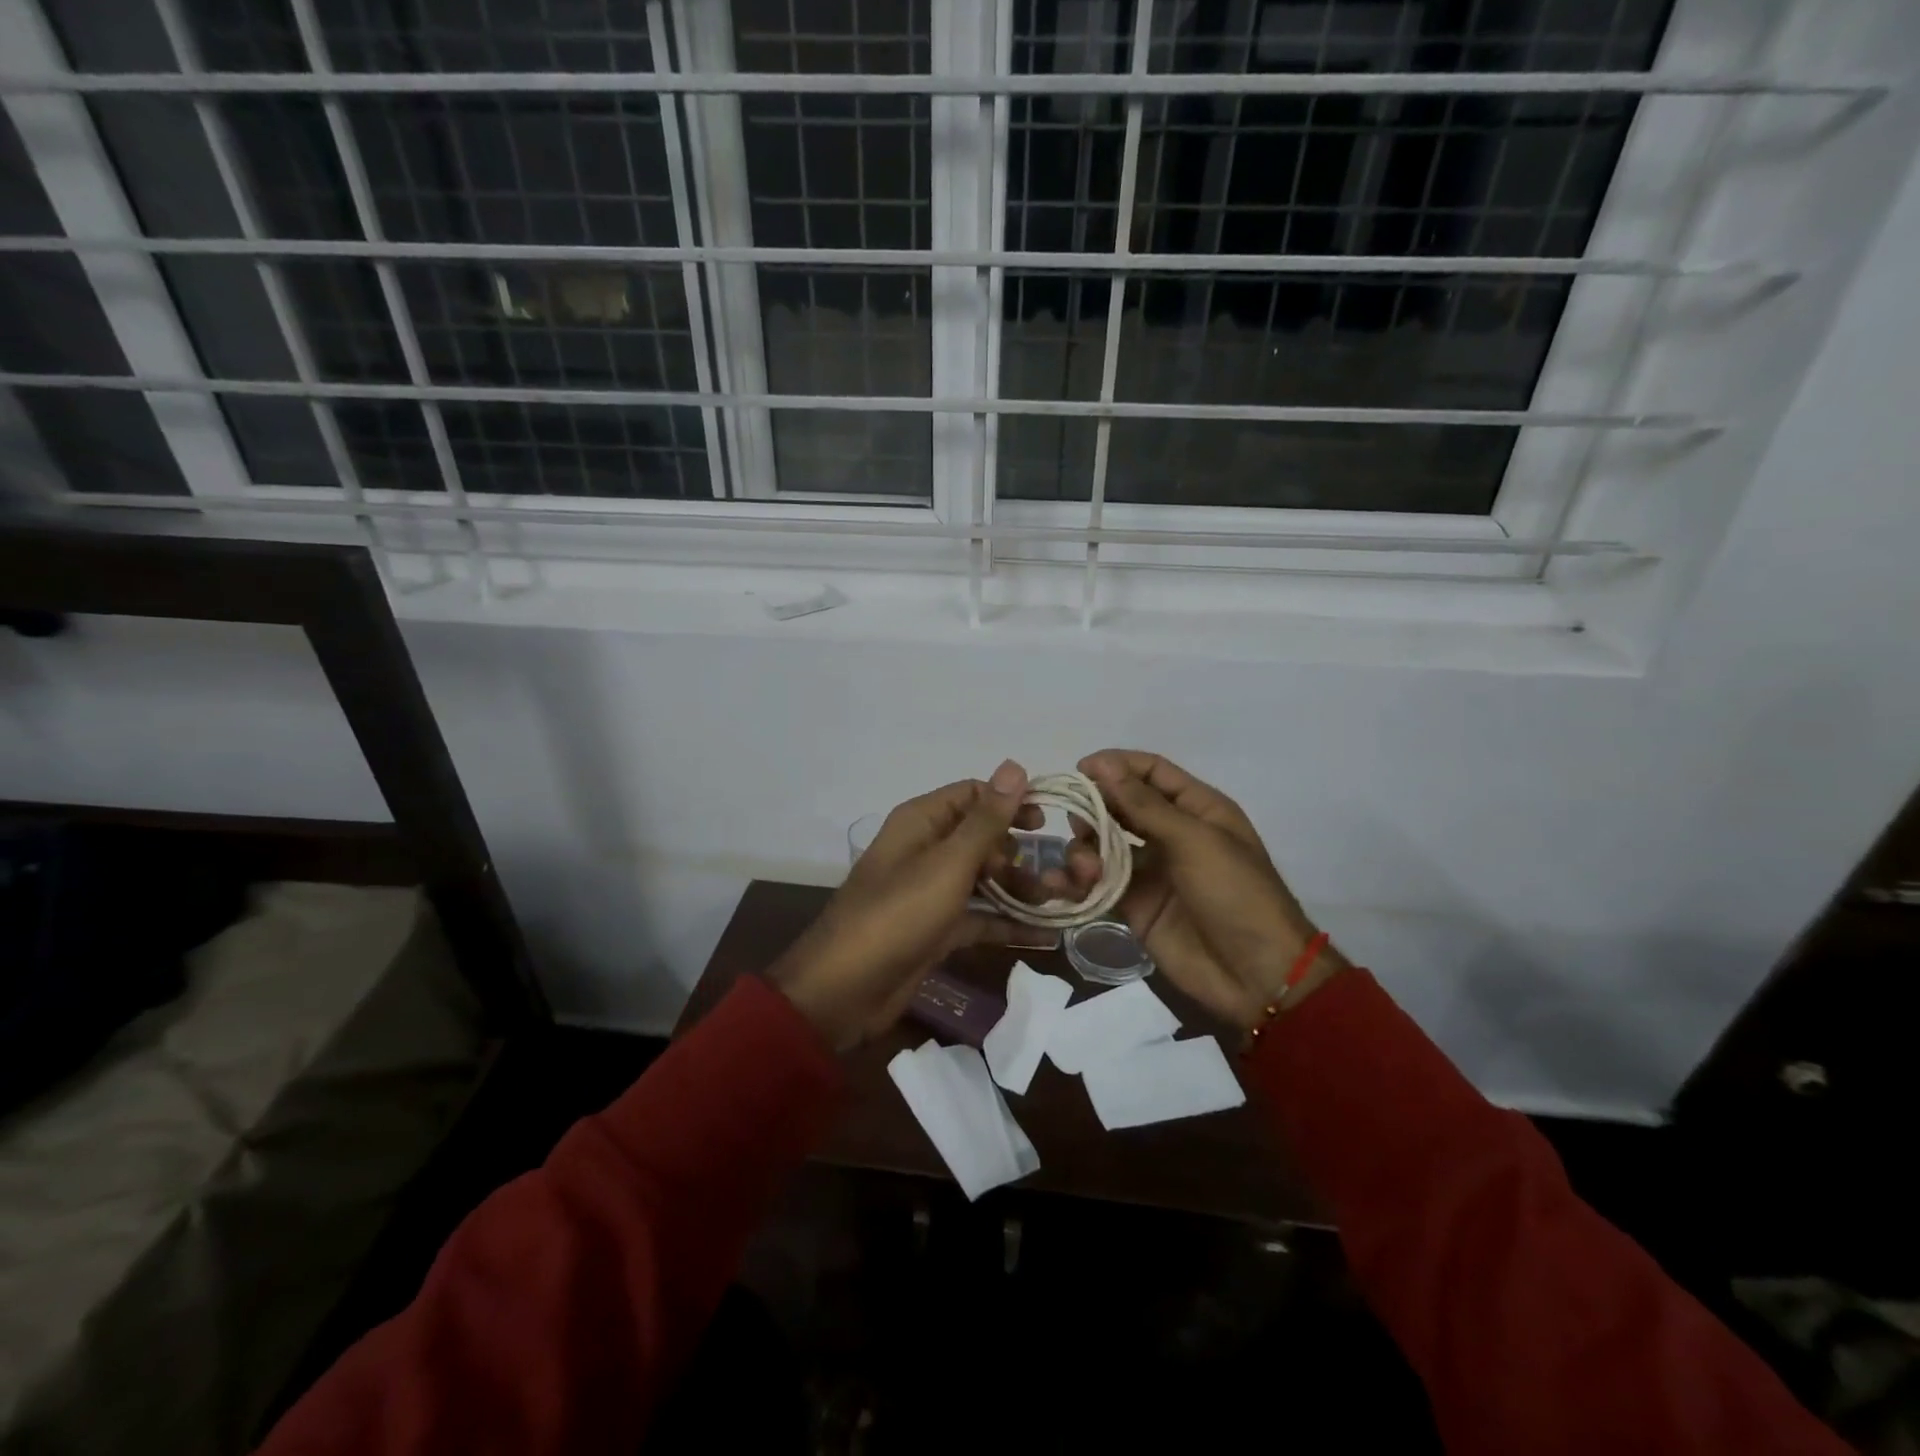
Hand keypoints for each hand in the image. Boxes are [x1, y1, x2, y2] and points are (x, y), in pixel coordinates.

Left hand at [770, 761, 1036, 1049]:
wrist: (845, 990)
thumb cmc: (899, 914)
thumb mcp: (949, 864)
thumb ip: (986, 819)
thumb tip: (1015, 765)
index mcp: (922, 822)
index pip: (974, 794)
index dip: (1011, 803)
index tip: (1051, 822)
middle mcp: (927, 849)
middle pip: (983, 838)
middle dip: (1021, 853)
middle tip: (1061, 873)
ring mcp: (932, 892)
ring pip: (984, 879)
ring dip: (1020, 888)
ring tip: (1062, 902)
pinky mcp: (937, 929)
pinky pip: (980, 917)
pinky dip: (1008, 922)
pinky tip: (1046, 933)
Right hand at [1052, 750, 1345, 1029]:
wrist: (1256, 976)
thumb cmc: (1235, 894)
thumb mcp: (1194, 840)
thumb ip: (1144, 804)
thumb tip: (1102, 764)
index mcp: (1197, 809)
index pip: (1151, 771)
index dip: (1116, 765)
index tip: (1079, 770)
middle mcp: (1170, 833)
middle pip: (1120, 805)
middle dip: (1094, 807)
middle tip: (1076, 820)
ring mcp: (1150, 870)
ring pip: (1103, 843)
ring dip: (1085, 848)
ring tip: (1085, 868)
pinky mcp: (1133, 904)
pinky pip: (1098, 882)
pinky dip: (1078, 881)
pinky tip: (1064, 886)